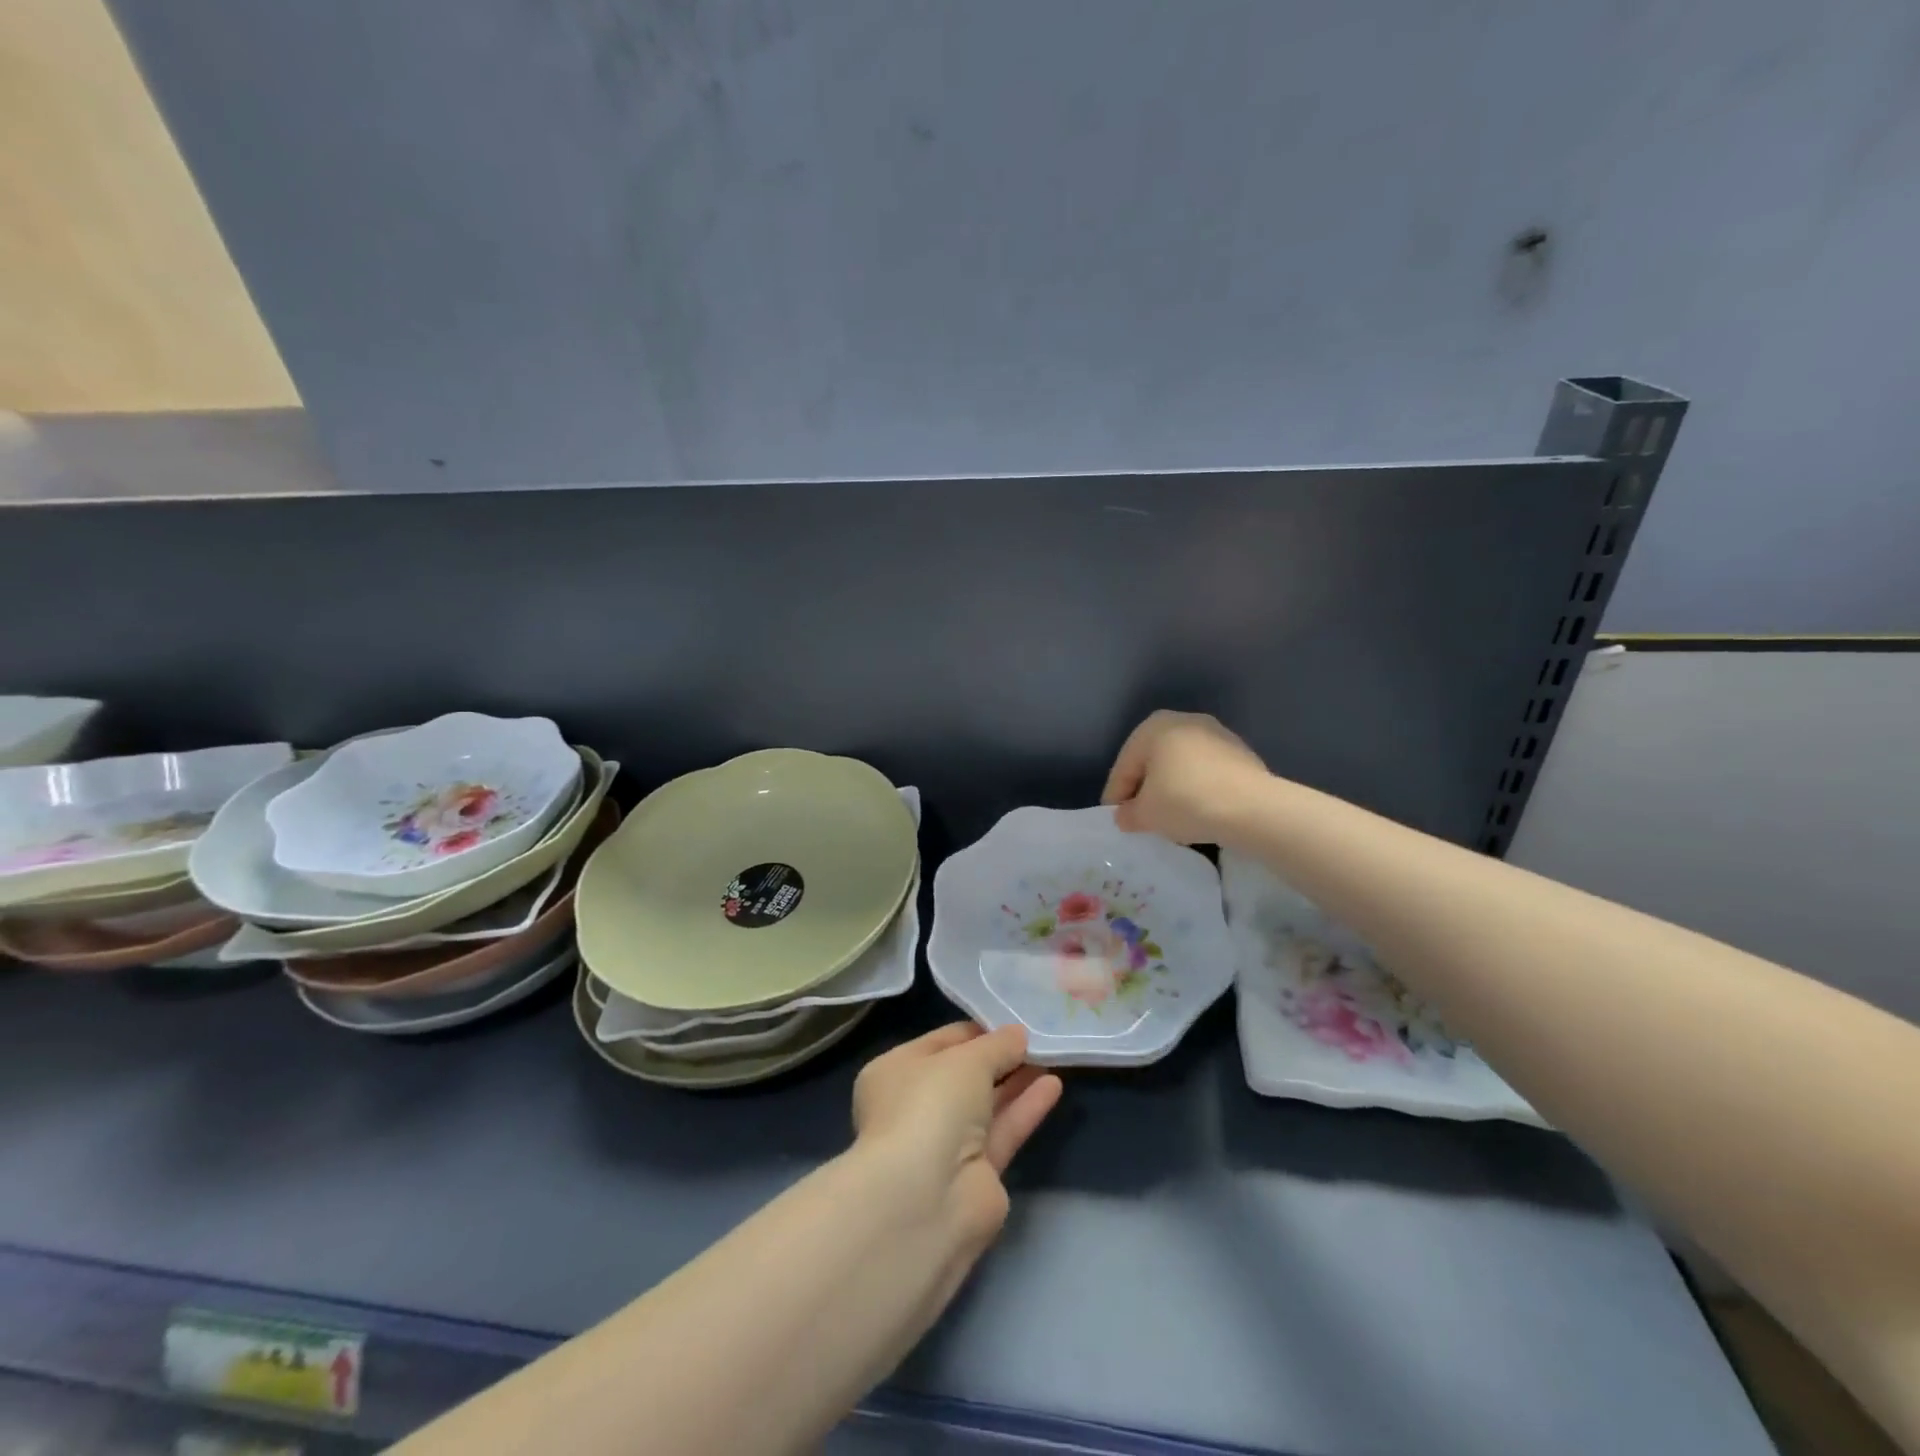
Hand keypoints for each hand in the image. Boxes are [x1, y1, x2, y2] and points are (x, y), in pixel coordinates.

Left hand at [852, 1023, 1062, 1254]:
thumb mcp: (966, 1060)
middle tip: (1038, 1038)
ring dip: (1017, 1081)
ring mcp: (944, 1144)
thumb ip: (997, 1046)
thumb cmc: (931, 1106)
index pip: (941, 1042)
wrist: (926, 1199)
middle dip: (1000, 1057)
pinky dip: (1025, 1109)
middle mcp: (915, 1106)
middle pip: (965, 1075)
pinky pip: (1003, 1132)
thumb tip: (1018, 1034)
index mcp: (895, 1072)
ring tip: (1052, 1056)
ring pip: (987, 1104)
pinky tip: (1054, 1086)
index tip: (1012, 1020)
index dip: (977, 1030)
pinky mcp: (975, 1175)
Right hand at [1101, 709, 1269, 844]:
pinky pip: (1207, 774)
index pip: (1125, 766)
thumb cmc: (1185, 801)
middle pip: (1154, 761)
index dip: (1116, 796)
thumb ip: (1128, 814)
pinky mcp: (1241, 754)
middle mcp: (1184, 721)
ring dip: (1172, 789)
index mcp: (1153, 726)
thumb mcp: (1145, 815)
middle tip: (1141, 818)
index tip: (1116, 820)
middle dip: (1145, 789)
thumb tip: (1126, 816)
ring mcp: (1217, 734)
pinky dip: (1197, 790)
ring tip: (1171, 818)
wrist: (1252, 807)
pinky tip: (1199, 812)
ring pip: (1182, 766)